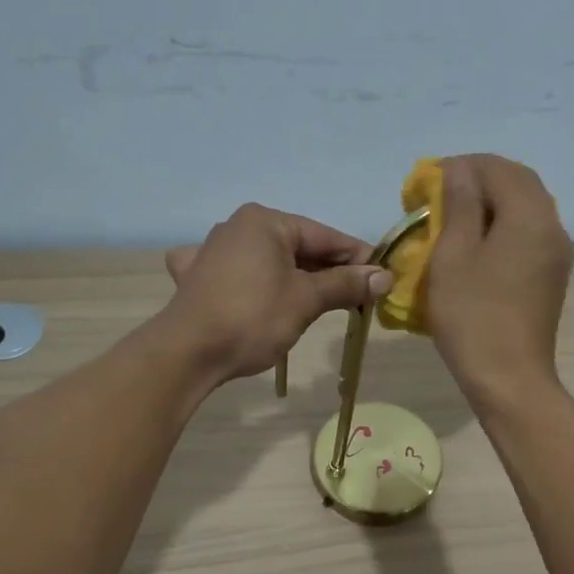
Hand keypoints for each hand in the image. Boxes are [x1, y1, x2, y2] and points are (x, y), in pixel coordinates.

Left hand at [161, 203, 392, 382]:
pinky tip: (255, 293)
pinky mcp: (198, 278)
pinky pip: (238, 274)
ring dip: (298, 280)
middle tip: (360, 298)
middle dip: (329, 273)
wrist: (188, 353)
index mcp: (265, 221)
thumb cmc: (253, 318)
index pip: (325, 236)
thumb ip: (346, 284)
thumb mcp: (306, 300)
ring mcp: (213, 251)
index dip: (358, 258)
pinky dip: (255, 283)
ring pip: (270, 261)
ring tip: (324, 303)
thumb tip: (385, 277)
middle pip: (298, 247)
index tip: (383, 279)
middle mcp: (238, 226)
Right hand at [428, 155, 573, 408]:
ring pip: (524, 209)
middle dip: (476, 182)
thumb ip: (458, 204)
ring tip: (451, 222)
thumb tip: (459, 170)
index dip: (459, 167)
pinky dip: (500, 229)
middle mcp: (552, 226)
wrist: (509, 379)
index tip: (424, 185)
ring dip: (489, 206)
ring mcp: (556, 254)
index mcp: (530, 215)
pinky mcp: (551, 277)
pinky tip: (474, 248)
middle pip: (516, 183)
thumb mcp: (453, 255)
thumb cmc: (473, 316)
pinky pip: (527, 236)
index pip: (497, 167)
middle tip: (437, 199)